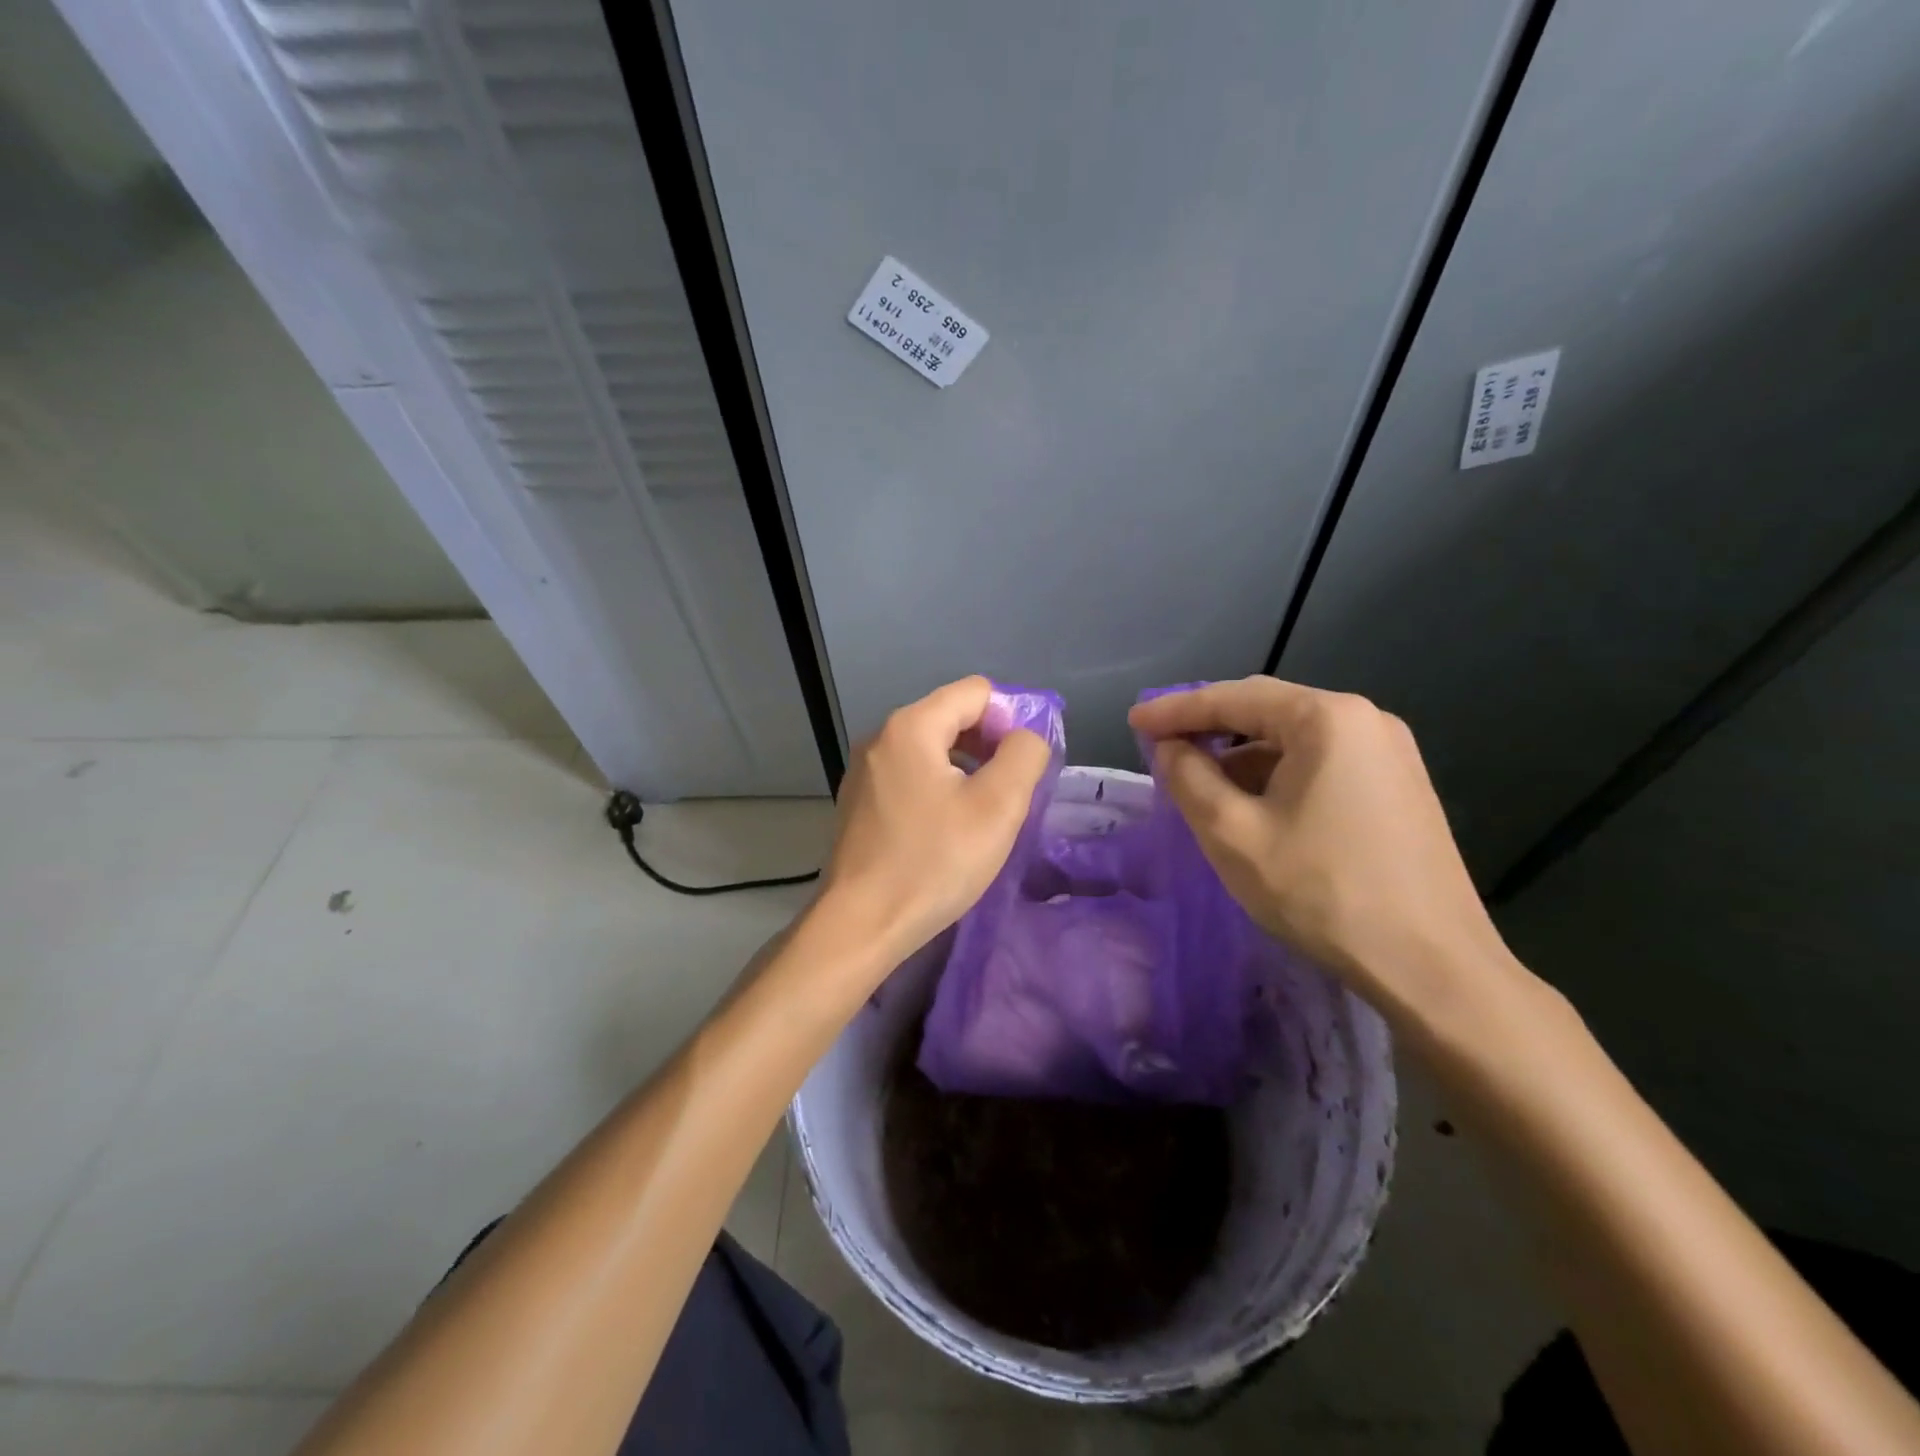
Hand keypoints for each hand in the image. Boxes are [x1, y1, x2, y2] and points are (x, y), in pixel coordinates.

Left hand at [821, 676, 1051, 961]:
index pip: (976, 692)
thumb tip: (1025, 736)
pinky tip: (947, 828)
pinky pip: (910, 775)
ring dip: (966, 768)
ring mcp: (864, 771)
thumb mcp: (998, 807)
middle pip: (950, 716)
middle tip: (1011, 791)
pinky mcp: (859, 801)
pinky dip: (938, 787)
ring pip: (931, 748)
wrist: (861, 925)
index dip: (1011, 718)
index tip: (1024, 765)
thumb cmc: (933, 863)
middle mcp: (881, 738)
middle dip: (989, 743)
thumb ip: (1023, 755)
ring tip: (984, 812)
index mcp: (910, 727)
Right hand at [1128, 677, 1509, 1020]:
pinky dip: (1278, 775)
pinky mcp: (1399, 787)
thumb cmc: (1322, 892)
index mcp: (1327, 719)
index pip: (1234, 698)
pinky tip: (1254, 805)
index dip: (1176, 709)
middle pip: (1267, 710)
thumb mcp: (1233, 834)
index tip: (1134, 720)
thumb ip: (1189, 779)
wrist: (1433, 966)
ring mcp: (1389, 753)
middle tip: (1161, 744)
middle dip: (1210, 727)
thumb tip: (1171, 748)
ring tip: (1201, 784)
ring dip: (1243, 755)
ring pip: (1295, 740)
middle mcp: (1365, 720)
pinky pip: (1322, 763)